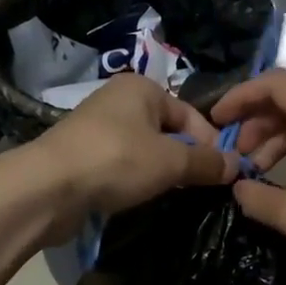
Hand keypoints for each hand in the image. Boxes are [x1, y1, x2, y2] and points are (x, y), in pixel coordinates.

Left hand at [17, 74, 237, 243]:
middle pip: (167, 130)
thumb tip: (237, 165)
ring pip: (144, 149)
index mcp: (141, 88)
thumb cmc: (116, 161)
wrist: (48, 187)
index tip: (221, 174)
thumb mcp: (170, 161)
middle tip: (197, 187)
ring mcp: (96, 127)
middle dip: (184, 158)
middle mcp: (118, 100)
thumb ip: (206, 162)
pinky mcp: (82, 155)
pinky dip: (133, 179)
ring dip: (159, 171)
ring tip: (169, 194)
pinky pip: (121, 164)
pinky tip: (138, 197)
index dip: (209, 143)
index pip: (190, 114)